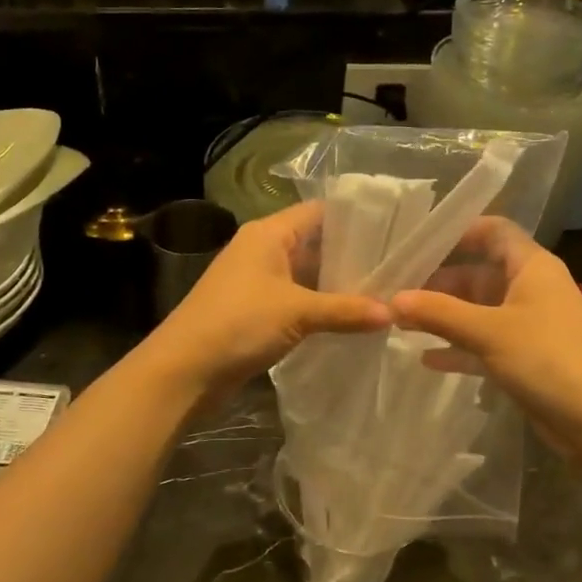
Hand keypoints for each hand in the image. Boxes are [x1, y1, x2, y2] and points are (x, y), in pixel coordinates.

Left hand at [141, 201, 389, 398]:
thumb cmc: (238, 323)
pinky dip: (321, 306)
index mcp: (268, 234)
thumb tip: (393, 313)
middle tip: (397, 266)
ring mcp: (258, 282)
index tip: (392, 229)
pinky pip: (297, 300)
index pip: (318, 212)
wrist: (184, 370)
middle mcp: (263, 250)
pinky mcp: (256, 311)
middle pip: (315, 243)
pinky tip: (352, 318)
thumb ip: (346, 310)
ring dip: (338, 285)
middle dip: (352, 255)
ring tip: (384, 292)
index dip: (354, 217)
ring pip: (307, 275)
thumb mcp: (297, 312)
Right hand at [390, 218, 581, 442]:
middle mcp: (532, 289)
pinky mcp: (526, 358)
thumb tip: (393, 299)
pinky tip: (427, 359)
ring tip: (400, 323)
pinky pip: (485, 343)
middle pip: (479, 273)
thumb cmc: (548, 361)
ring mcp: (530, 325)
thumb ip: (439, 313)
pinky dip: (459, 347)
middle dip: (439, 282)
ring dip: (444, 316)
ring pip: (479, 311)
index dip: (459, 232)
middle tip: (396, 292)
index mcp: (532, 267)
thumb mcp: (488, 332)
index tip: (418, 244)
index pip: (494, 231)